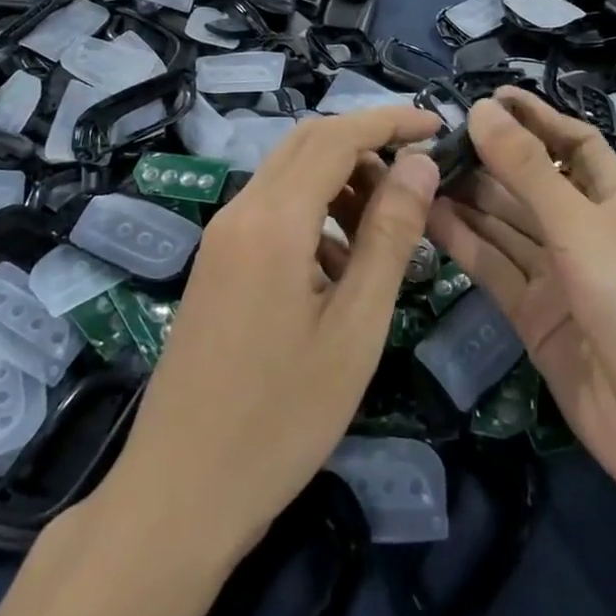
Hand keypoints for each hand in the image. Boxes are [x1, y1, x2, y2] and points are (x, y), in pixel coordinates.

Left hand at [103, 106, 442, 558]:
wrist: (179, 493)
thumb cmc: (280, 417)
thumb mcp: (355, 327)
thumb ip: (389, 235)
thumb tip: (419, 163)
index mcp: (274, 220)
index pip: (337, 135)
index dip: (389, 122)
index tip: (436, 126)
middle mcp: (241, 211)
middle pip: (308, 143)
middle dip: (366, 143)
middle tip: (416, 176)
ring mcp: (221, 237)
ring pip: (288, 175)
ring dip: (340, 180)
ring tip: (385, 227)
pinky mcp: (216, 263)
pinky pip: (271, 210)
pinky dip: (313, 212)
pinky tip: (339, 266)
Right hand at [427, 88, 615, 528]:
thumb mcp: (583, 226)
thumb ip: (528, 169)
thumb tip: (483, 109)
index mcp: (615, 200)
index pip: (572, 142)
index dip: (535, 117)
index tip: (488, 96)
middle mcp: (584, 232)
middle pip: (530, 182)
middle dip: (488, 158)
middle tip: (433, 135)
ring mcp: (558, 276)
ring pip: (504, 224)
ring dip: (467, 197)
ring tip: (418, 168)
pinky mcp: (533, 315)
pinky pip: (493, 266)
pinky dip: (463, 241)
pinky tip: (427, 214)